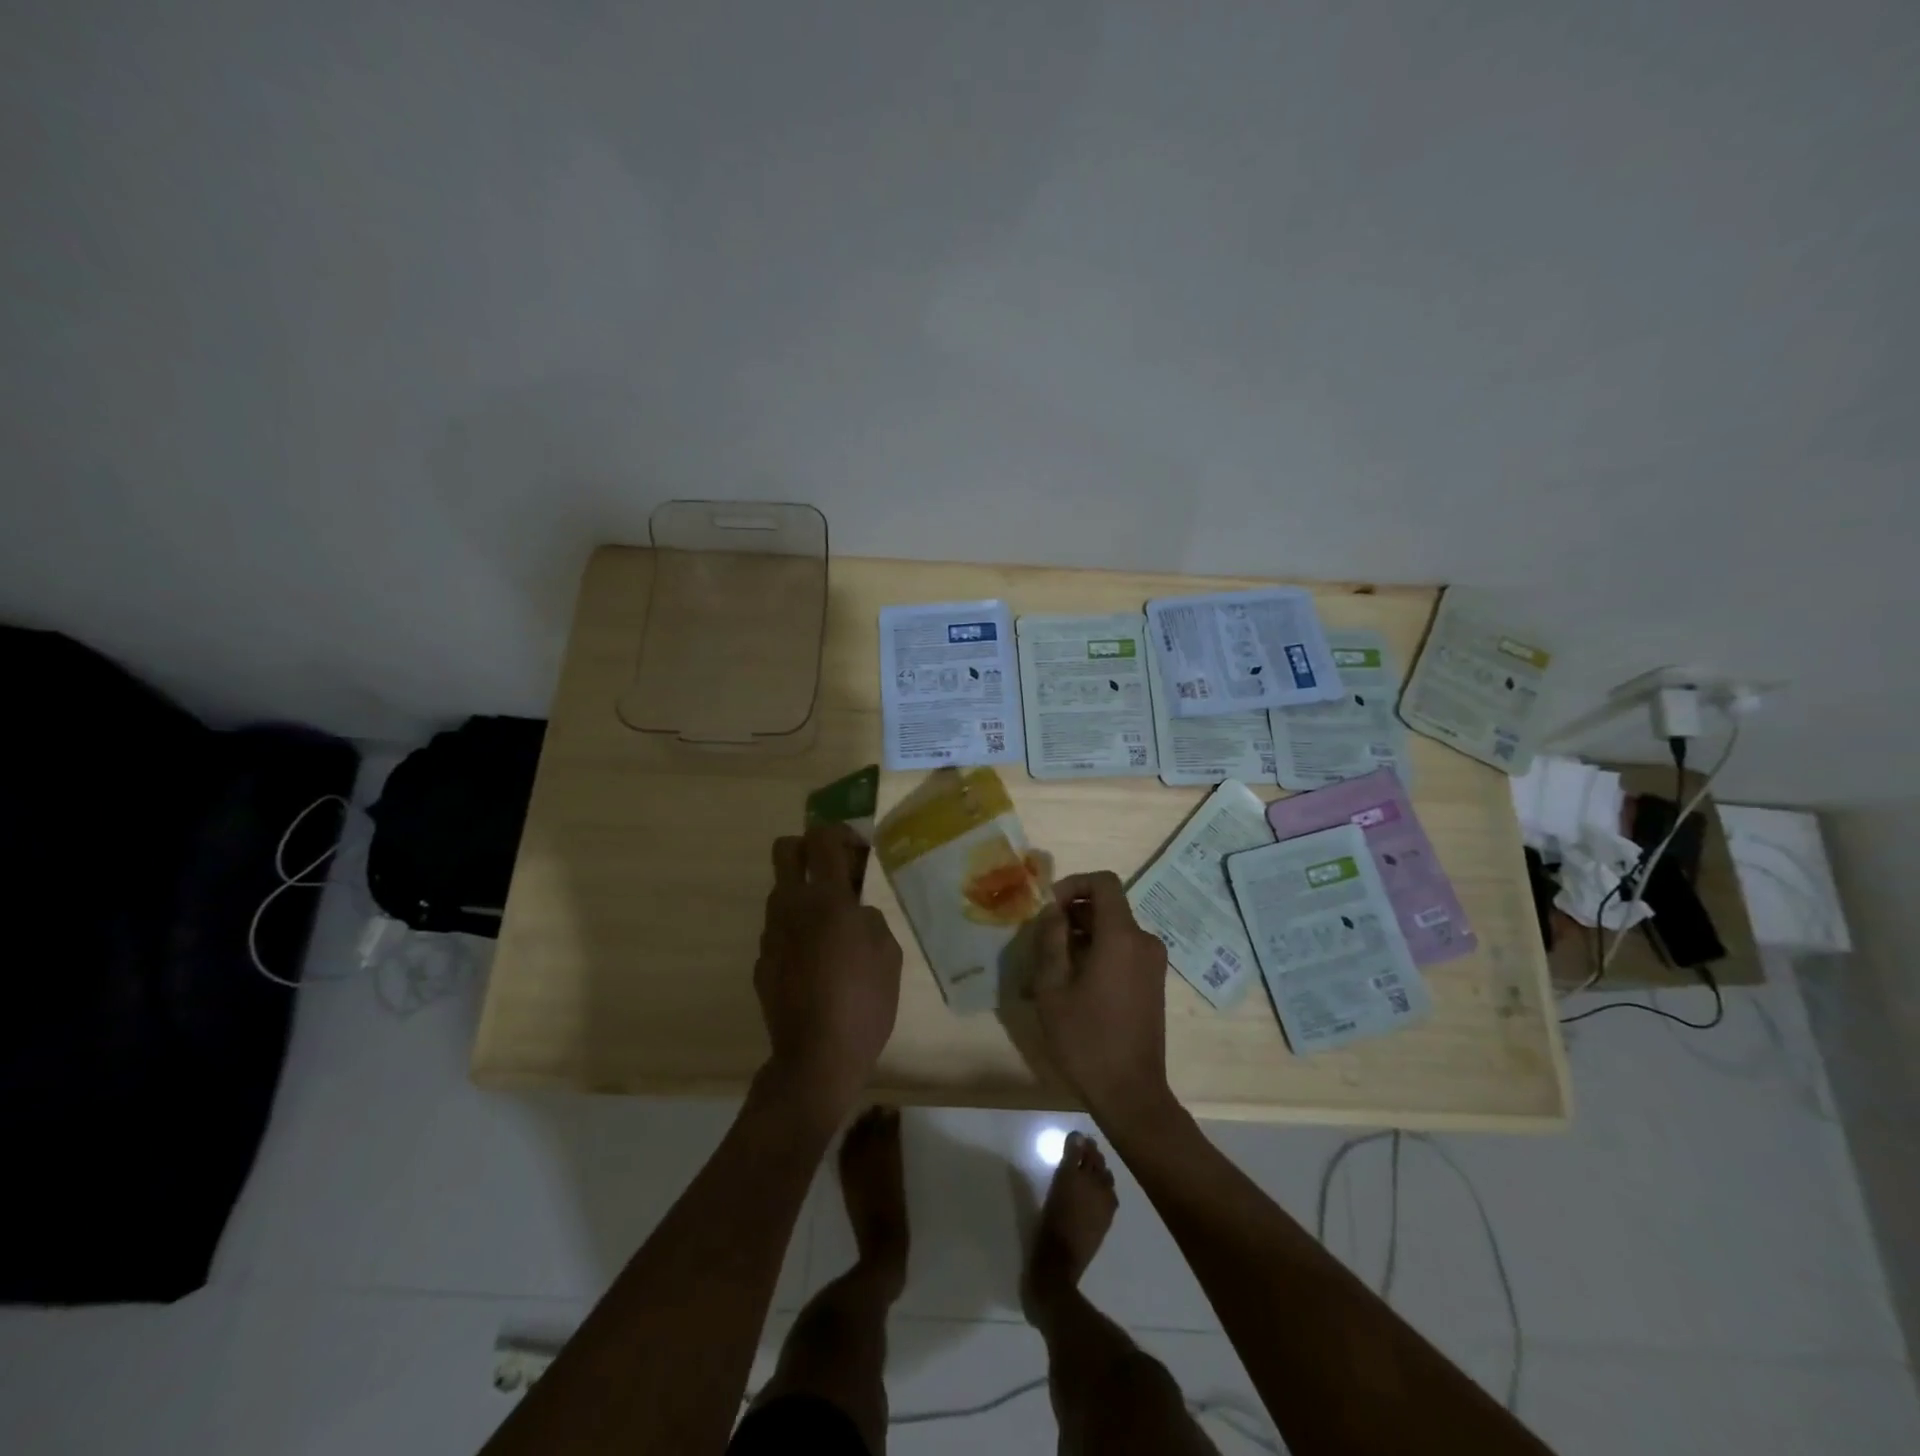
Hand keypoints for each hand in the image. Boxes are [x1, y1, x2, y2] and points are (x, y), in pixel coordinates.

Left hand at [754, 823, 902, 1122]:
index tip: (859, 853)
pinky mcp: (761, 961)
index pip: (822, 838)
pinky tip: (818, 962)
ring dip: (805, 893)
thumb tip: (854, 910)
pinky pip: (779, 929)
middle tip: (837, 873)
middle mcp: (791, 906)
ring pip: (781, 891)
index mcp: (826, 898)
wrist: (816, 1057)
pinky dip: (797, 931)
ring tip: (833, 925)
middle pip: (786, 849)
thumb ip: (869, 916)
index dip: (841, 834)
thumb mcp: (888, 951)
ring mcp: (770, 934)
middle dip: (810, 848)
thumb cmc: (863, 1000)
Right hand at [1030, 871, 1175, 1126]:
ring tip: (1051, 968)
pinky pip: (1122, 951)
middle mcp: (1144, 942)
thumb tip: (1053, 911)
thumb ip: (1050, 940)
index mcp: (1122, 937)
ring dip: (1082, 938)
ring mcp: (1152, 963)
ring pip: (1112, 931)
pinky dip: (1097, 954)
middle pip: (1107, 907)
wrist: (1131, 1093)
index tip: (1049, 907)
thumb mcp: (1052, 987)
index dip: (1073, 884)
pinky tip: (1073, 985)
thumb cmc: (1086, 1039)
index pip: (1103, 883)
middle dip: (1072, 915)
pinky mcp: (1152, 982)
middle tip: (1042, 941)